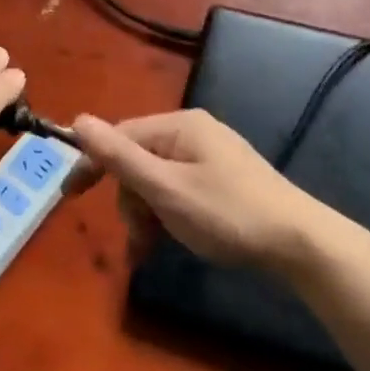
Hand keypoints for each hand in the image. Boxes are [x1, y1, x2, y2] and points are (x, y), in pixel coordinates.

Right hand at [71, 109, 329, 274]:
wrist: (299, 242)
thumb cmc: (227, 213)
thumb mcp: (166, 189)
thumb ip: (120, 157)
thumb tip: (78, 121)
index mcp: (179, 126)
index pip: (121, 136)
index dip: (94, 164)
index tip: (70, 197)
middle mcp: (194, 132)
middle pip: (139, 160)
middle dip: (130, 200)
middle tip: (138, 239)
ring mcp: (211, 155)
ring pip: (158, 179)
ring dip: (147, 213)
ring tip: (150, 249)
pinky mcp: (223, 178)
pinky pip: (179, 189)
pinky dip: (168, 214)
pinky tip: (170, 239)